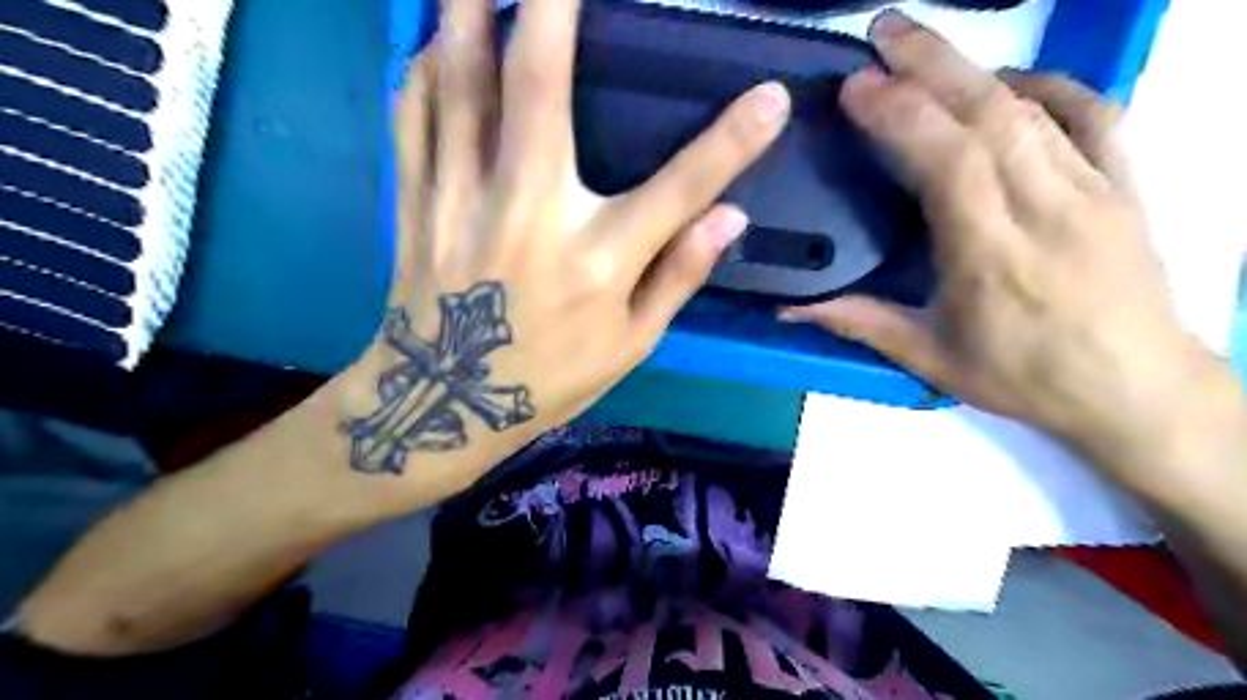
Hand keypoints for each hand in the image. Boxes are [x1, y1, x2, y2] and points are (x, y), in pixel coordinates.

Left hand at [336, 0, 786, 502]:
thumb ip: (678, 276)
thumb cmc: (547, 378)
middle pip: (540, 88)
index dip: (733, 142)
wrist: (443, 404)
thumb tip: (731, 218)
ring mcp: (462, 200)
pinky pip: (414, 117)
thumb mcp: (628, 345)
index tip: (774, 96)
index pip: (680, 190)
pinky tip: (436, 39)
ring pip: (461, 83)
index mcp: (595, 261)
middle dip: (550, 7)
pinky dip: (425, 66)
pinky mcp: (418, 203)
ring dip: (468, 13)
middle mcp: (529, 214)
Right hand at [783, 12, 1229, 490]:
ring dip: (972, 67)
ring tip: (922, 44)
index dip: (902, 116)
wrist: (1135, 391)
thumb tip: (787, 310)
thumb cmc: (1023, 379)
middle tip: (881, 31)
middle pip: (989, 117)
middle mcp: (1045, 210)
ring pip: (1032, 108)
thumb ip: (858, 323)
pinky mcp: (1126, 184)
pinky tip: (1006, 81)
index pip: (949, 164)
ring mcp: (1094, 189)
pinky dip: (1046, 85)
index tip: (857, 89)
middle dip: (931, 64)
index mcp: (991, 256)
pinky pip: (1092, 113)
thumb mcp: (929, 359)